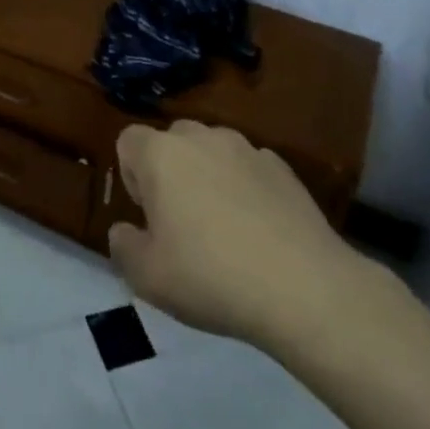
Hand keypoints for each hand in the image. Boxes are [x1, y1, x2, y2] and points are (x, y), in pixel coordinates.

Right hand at [108, 120, 374, 351]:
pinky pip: (250, 168)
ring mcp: (246, 149)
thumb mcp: (148, 277)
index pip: (128, 141)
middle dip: (171, 172)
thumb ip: (123, 247)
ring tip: (225, 227)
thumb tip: (124, 231)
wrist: (306, 290)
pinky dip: (247, 188)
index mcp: (160, 154)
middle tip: (182, 223)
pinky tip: (261, 231)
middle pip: (172, 141)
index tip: (149, 215)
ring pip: (213, 152)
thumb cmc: (212, 277)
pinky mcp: (284, 168)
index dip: (132, 175)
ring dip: (209, 176)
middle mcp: (200, 138)